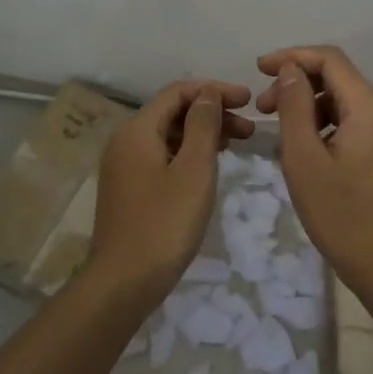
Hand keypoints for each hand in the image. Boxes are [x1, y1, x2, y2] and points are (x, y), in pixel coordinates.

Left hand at [89, 78, 253, 301]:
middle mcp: (125, 141)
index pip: (177, 92)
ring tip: (237, 144)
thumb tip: (207, 93)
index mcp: (137, 130)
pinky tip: (210, 166)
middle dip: (211, 113)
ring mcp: (124, 166)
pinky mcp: (129, 188)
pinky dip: (188, 153)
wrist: (122, 283)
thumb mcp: (194, 170)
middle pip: (172, 112)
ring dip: (202, 134)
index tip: (248, 100)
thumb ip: (202, 126)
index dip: (214, 91)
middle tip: (249, 128)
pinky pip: (162, 156)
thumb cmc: (164, 223)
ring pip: (168, 136)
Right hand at [255, 46, 372, 299]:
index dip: (291, 56)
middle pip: (336, 76)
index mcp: (369, 106)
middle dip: (296, 83)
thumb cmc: (342, 215)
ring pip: (342, 99)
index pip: (329, 59)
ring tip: (276, 130)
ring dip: (307, 104)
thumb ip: (294, 107)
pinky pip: (351, 119)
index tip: (258, 69)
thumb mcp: (304, 159)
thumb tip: (289, 70)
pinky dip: (322, 122)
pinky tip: (302, 146)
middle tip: (261, 108)